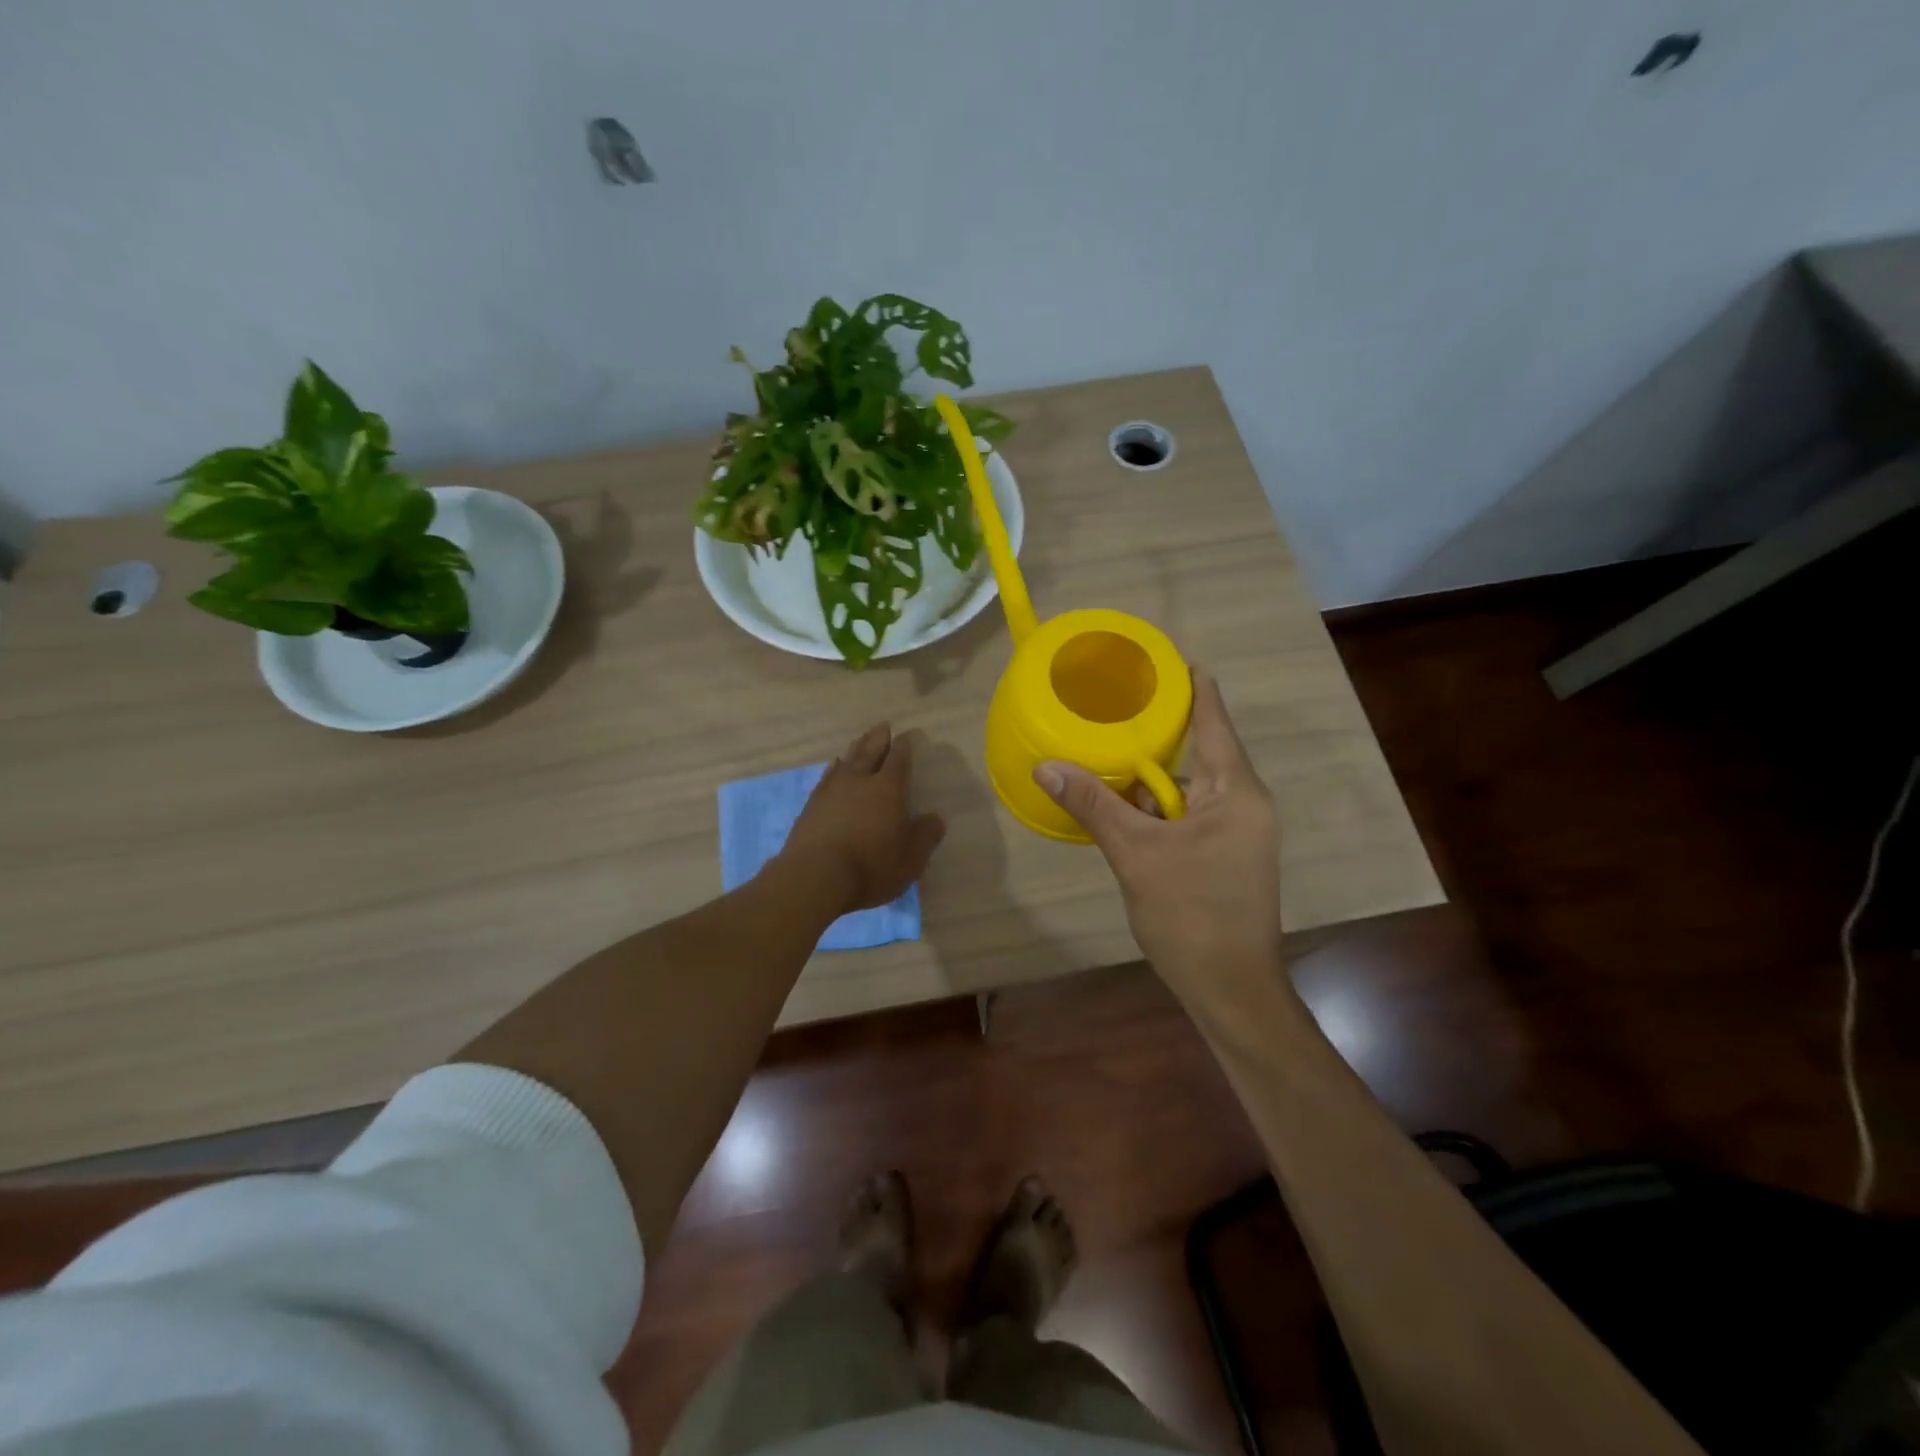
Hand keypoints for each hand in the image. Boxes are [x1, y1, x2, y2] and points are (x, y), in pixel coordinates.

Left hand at [781, 723, 946, 914]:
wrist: (816, 877)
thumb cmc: (871, 866)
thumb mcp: (911, 857)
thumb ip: (926, 834)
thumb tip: (935, 819)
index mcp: (887, 789)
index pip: (898, 760)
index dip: (904, 746)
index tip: (907, 735)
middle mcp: (859, 782)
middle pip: (869, 752)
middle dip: (878, 738)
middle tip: (883, 725)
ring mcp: (831, 792)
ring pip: (846, 761)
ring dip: (855, 749)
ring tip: (860, 740)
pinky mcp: (811, 807)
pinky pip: (826, 777)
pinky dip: (833, 769)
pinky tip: (833, 768)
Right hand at [1034, 670, 1283, 1000]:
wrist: (1230, 991)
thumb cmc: (1192, 916)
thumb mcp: (1136, 854)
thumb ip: (1093, 805)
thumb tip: (1046, 764)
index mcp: (1238, 791)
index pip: (1214, 720)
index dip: (1192, 687)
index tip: (1165, 660)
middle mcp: (1245, 804)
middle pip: (1199, 753)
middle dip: (1157, 734)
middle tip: (1114, 706)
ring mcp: (1238, 833)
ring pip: (1189, 789)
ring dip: (1151, 779)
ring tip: (1106, 752)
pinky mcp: (1225, 857)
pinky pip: (1189, 816)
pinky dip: (1157, 810)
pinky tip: (1120, 807)